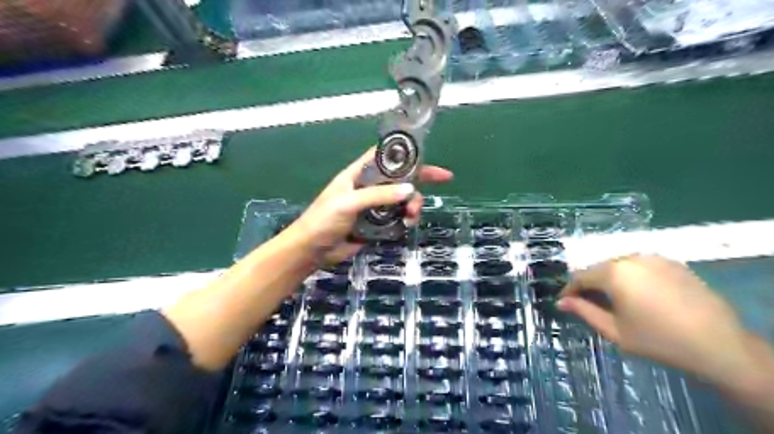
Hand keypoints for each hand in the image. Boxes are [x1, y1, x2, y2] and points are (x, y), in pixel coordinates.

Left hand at [289, 148, 455, 263]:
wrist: (312, 250)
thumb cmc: (324, 219)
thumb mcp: (349, 202)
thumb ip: (378, 195)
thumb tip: (410, 190)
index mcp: (359, 174)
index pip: (385, 157)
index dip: (405, 154)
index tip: (427, 158)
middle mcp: (369, 187)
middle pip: (399, 179)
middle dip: (416, 184)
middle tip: (431, 191)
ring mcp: (374, 206)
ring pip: (401, 200)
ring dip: (411, 205)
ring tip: (411, 217)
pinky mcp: (376, 224)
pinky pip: (397, 218)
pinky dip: (405, 219)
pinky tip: (406, 225)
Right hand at [557, 255, 749, 383]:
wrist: (719, 345)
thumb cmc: (658, 340)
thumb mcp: (614, 330)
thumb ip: (584, 312)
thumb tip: (561, 302)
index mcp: (614, 273)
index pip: (580, 276)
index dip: (569, 290)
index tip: (565, 303)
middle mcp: (631, 258)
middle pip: (599, 269)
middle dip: (590, 285)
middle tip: (588, 304)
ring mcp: (654, 258)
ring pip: (619, 266)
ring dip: (610, 280)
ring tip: (614, 300)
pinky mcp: (672, 263)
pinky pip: (640, 266)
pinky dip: (631, 277)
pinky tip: (640, 295)